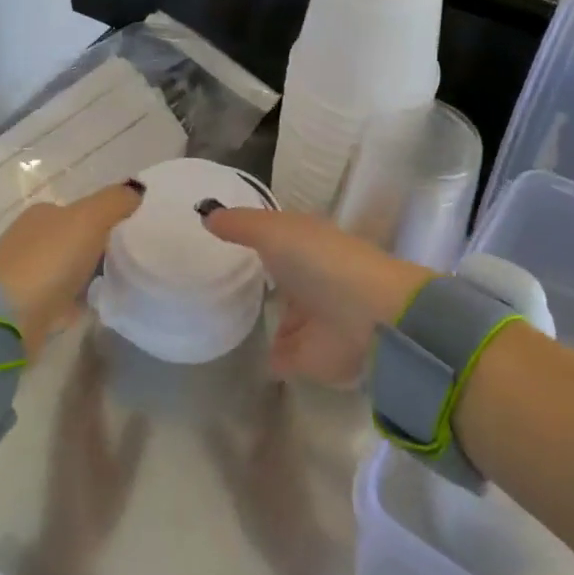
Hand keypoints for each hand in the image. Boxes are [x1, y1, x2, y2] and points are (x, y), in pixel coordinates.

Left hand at [0, 182, 143, 349]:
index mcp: (42, 214)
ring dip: (88, 275)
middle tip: (132, 259)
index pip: (80, 211)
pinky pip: (62, 300)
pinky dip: (78, 301)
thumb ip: (116, 201)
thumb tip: (137, 190)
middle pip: (74, 240)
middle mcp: (29, 240)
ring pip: (67, 269)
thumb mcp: (90, 218)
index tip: (134, 235)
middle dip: (98, 248)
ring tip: (120, 283)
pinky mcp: (26, 309)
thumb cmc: (49, 260)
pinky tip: (97, 305)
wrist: (6, 319)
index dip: (107, 219)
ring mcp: (25, 276)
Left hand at [18, 343, 148, 574]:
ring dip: (81, 367)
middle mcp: (67, 425)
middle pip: (75, 380)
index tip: (102, 329)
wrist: (65, 544)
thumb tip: (145, 405)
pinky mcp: (61, 443)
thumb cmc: (97, 512)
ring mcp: (62, 434)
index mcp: (82, 429)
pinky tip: (89, 380)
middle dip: (86, 353)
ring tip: (97, 345)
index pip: (85, 382)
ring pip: (70, 390)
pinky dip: (78, 385)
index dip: (92, 355)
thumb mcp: (122, 475)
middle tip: (102, 327)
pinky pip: (69, 403)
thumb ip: (132, 441)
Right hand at [202, 208, 431, 385]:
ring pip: (285, 319)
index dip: (260, 238)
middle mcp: (313, 281)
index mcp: (310, 246)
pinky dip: (271, 357)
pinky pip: (282, 357)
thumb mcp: (275, 231)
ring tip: (233, 322)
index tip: (230, 241)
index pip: (281, 239)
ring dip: (270, 321)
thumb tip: (206, 215)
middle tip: (227, 284)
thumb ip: (241, 225)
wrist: (367, 319)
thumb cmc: (321, 263)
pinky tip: (247, 356)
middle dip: (266, 281)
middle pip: (284, 281)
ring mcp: (312, 321)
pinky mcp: (309, 359)